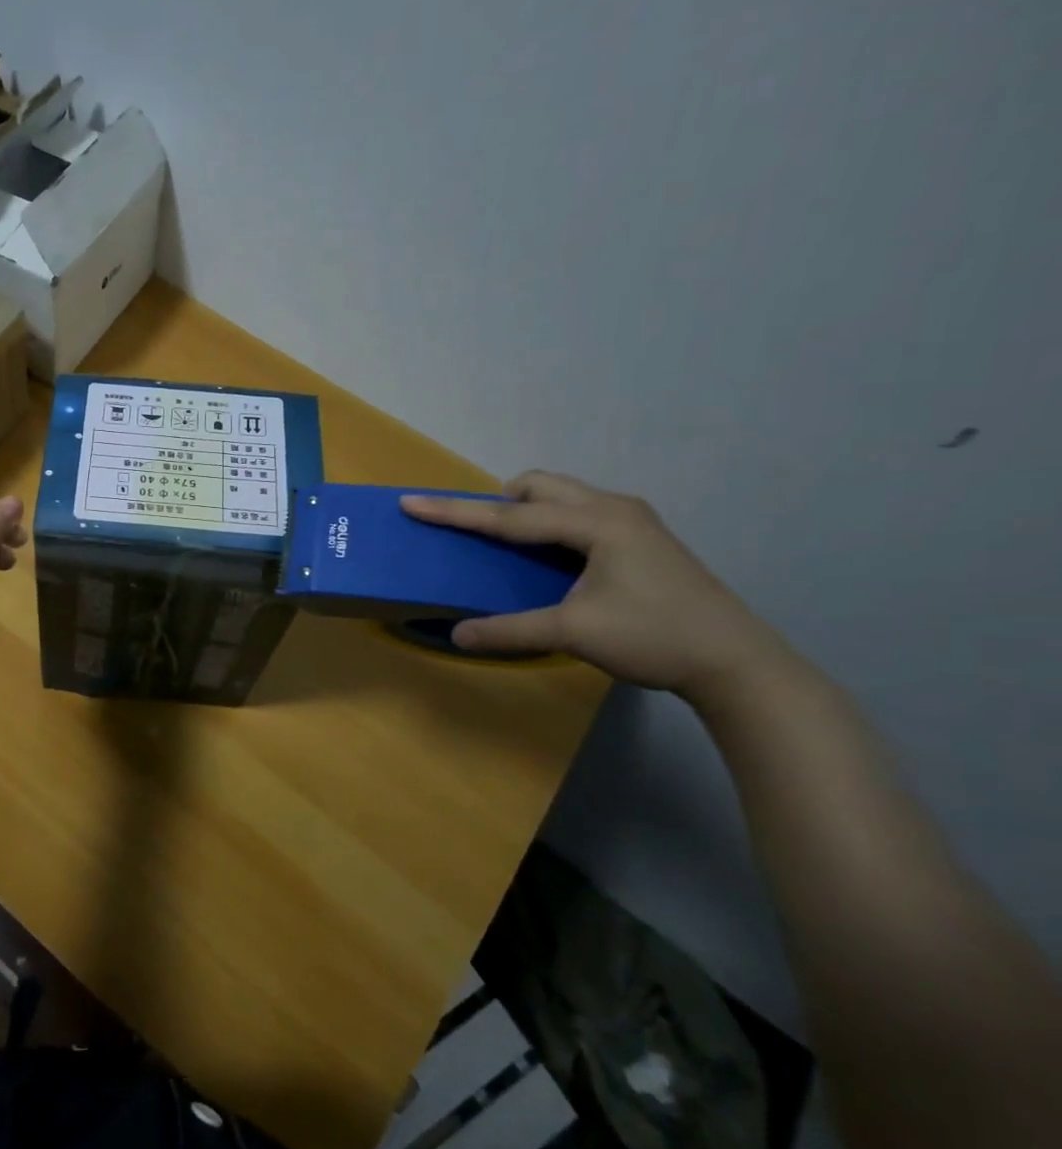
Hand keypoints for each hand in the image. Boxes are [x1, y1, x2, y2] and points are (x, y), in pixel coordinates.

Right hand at [400, 471, 792, 704]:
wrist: (736, 662)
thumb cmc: (654, 637)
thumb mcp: (574, 633)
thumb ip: (511, 630)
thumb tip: (457, 635)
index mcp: (596, 523)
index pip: (509, 516)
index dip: (455, 512)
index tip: (412, 502)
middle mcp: (614, 509)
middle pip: (541, 487)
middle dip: (501, 502)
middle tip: (481, 534)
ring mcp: (635, 521)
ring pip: (564, 496)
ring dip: (529, 511)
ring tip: (515, 547)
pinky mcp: (644, 538)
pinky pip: (581, 512)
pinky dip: (553, 524)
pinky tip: (555, 559)